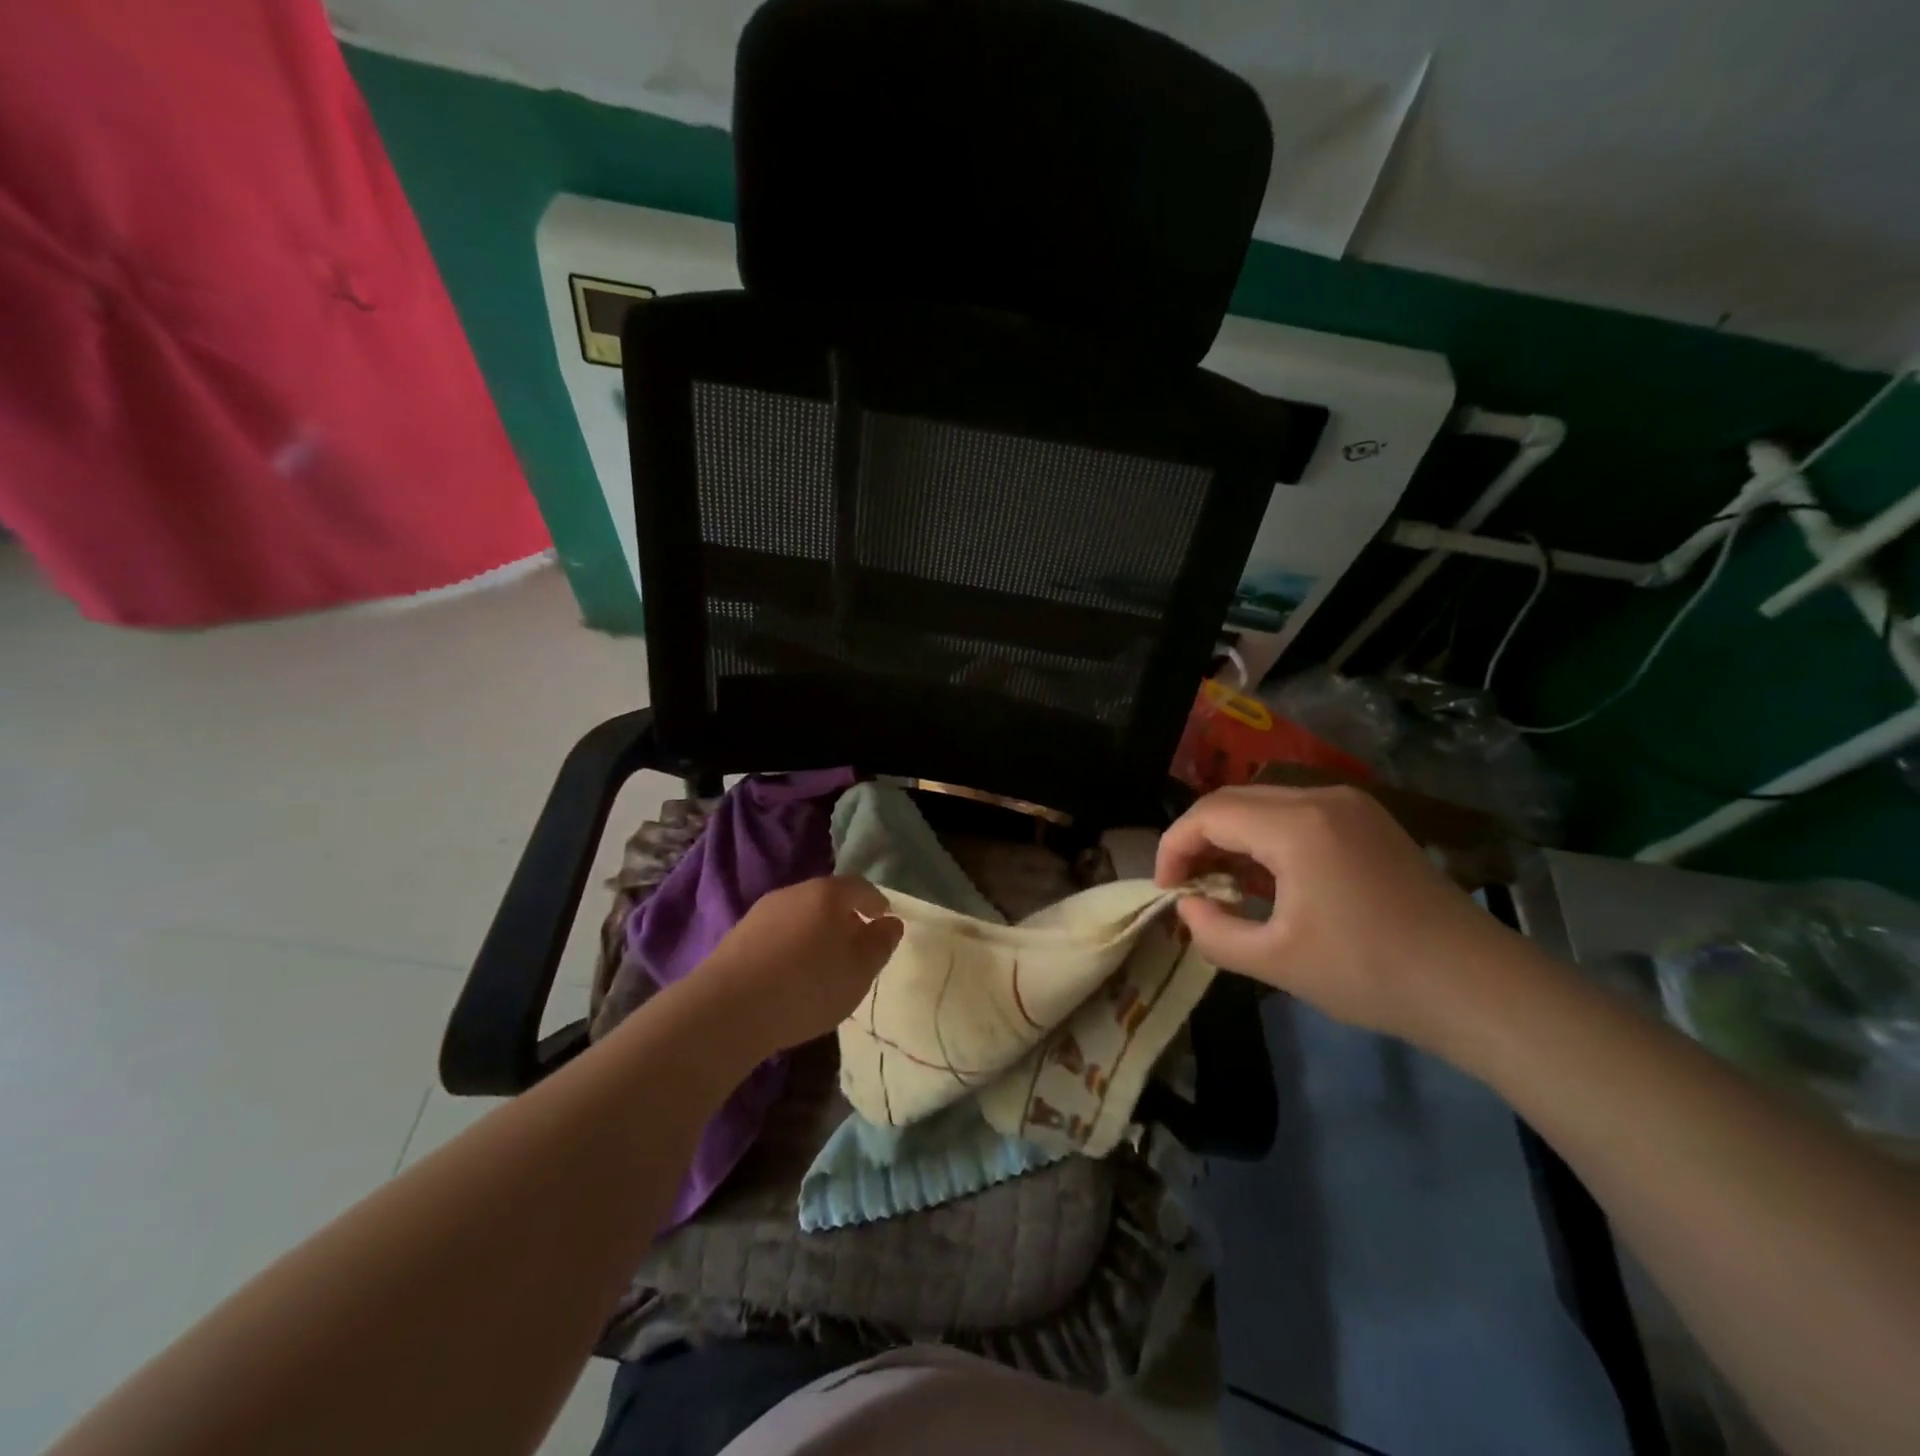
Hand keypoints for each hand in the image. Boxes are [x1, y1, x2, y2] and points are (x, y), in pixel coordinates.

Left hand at [693, 876, 903, 1054]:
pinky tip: (791, 973)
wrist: (726, 1010)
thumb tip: (891, 923)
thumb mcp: (859, 972)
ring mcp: (763, 911)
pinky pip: (778, 931)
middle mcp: (795, 892)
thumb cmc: (806, 988)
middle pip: (828, 898)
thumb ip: (880, 944)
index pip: (861, 887)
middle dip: (846, 917)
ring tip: (824, 962)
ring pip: (801, 914)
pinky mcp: (739, 934)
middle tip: (856, 944)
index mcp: (828, 894)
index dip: (876, 902)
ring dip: (816, 931)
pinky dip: (792, 944)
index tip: (884, 920)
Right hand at [1155, 785, 1516, 1048]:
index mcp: (1296, 825)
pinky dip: (1265, 836)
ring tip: (1220, 883)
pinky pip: (1295, 813)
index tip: (1165, 889)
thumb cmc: (1370, 973)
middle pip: (1232, 800)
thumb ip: (1213, 932)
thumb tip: (1187, 906)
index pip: (1208, 815)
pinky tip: (1265, 876)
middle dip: (1198, 838)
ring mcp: (1350, 804)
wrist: (1477, 987)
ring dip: (1231, 835)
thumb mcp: (1276, 961)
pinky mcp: (1368, 820)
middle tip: (1186, 885)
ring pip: (1263, 802)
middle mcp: (1320, 797)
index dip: (1174, 847)